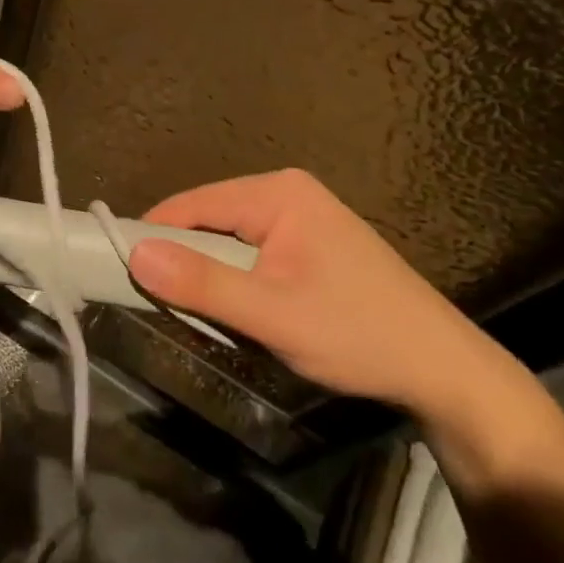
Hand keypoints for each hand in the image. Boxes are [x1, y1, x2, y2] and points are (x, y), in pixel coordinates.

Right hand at [128, 169, 496, 418]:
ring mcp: (302, 215)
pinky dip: (234, 275)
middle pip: (209, 217)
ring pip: (228, 237)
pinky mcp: (310, 242)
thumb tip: (136, 254)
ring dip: (209, 270)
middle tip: (158, 300)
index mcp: (278, 192)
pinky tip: (235, 305)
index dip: (154, 234)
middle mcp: (287, 191)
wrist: (444, 371)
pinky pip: (251, 249)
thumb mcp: (273, 314)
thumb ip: (203, 284)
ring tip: (194, 308)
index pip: (193, 203)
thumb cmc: (358, 334)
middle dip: (183, 256)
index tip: (119, 268)